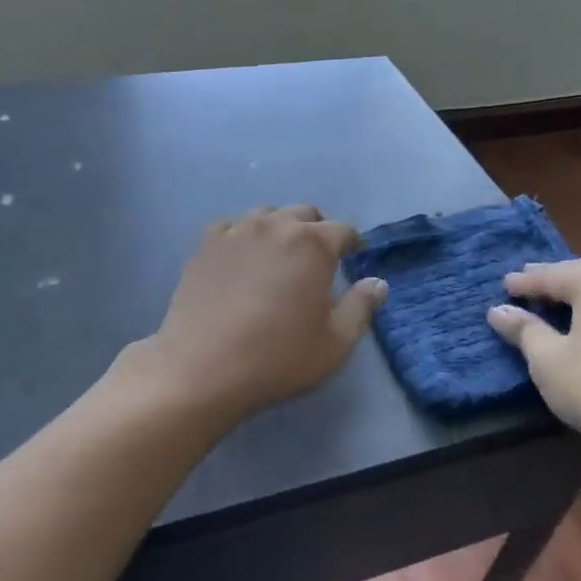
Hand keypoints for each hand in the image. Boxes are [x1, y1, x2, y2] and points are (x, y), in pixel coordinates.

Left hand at [133, 206, 387, 427]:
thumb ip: (361, 307)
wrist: (202, 367)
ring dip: (279, 228)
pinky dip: (242, 236)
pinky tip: (241, 259)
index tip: (352, 258)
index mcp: (313, 245)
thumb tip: (378, 283)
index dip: (352, 244)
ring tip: (278, 256)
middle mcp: (275, 227)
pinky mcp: (205, 246)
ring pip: (266, 215)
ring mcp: (236, 232)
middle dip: (317, 230)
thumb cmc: (277, 357)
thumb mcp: (334, 342)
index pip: (343, 231)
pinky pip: (230, 227)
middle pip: (304, 213)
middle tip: (317, 258)